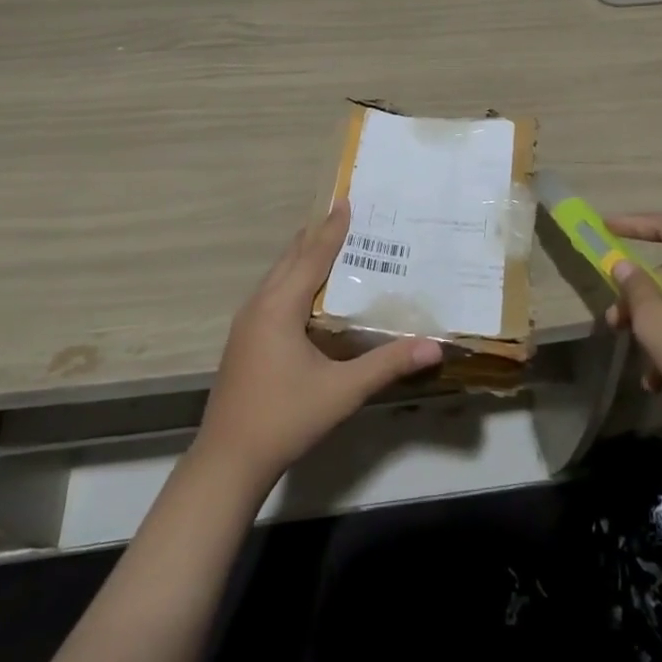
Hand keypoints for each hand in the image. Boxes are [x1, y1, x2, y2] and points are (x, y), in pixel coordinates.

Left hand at [194, 200, 444, 488]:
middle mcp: (259, 305)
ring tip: (331, 242)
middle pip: (291, 258)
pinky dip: (293, 277)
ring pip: (278, 275)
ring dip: (304, 256)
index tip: (346, 200)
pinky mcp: (244, 339)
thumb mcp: (342, 391)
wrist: (227, 462)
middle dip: (318, 235)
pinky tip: (308, 291)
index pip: (312, 256)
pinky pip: (272, 292)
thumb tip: (434, 346)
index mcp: (279, 307)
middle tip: (346, 215)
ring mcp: (247, 322)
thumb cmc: (285, 419)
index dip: (332, 229)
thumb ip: (387, 364)